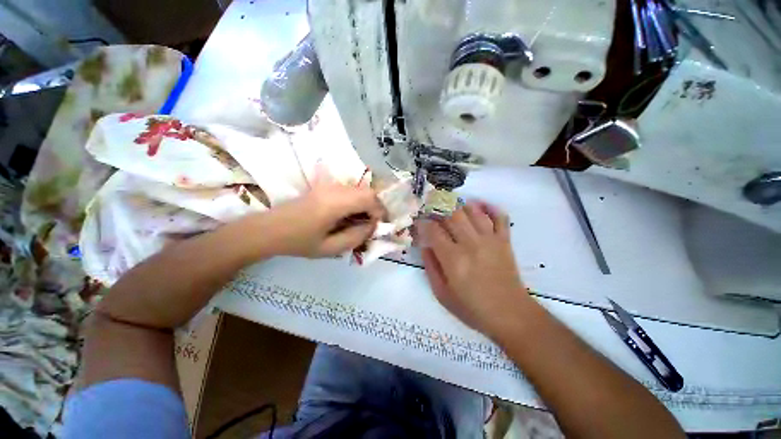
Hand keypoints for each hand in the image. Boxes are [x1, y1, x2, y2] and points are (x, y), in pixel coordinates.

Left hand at [262, 180, 383, 257]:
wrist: (269, 229)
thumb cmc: (298, 242)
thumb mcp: (329, 248)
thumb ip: (356, 237)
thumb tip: (372, 226)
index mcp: (334, 203)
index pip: (369, 198)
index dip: (380, 211)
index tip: (379, 226)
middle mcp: (334, 189)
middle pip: (367, 191)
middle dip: (376, 208)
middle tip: (373, 225)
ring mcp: (329, 185)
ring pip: (360, 190)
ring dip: (367, 205)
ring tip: (362, 222)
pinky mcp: (326, 187)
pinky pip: (350, 191)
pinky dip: (358, 202)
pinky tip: (350, 216)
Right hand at [420, 202, 528, 338]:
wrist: (510, 314)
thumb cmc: (472, 307)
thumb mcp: (442, 293)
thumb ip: (430, 267)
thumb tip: (425, 245)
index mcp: (453, 259)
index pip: (433, 230)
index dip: (423, 222)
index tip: (419, 221)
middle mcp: (471, 243)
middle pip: (451, 215)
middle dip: (438, 207)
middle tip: (431, 207)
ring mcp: (490, 239)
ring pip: (472, 211)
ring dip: (458, 204)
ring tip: (449, 204)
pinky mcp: (504, 240)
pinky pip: (499, 216)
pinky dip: (489, 207)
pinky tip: (478, 204)